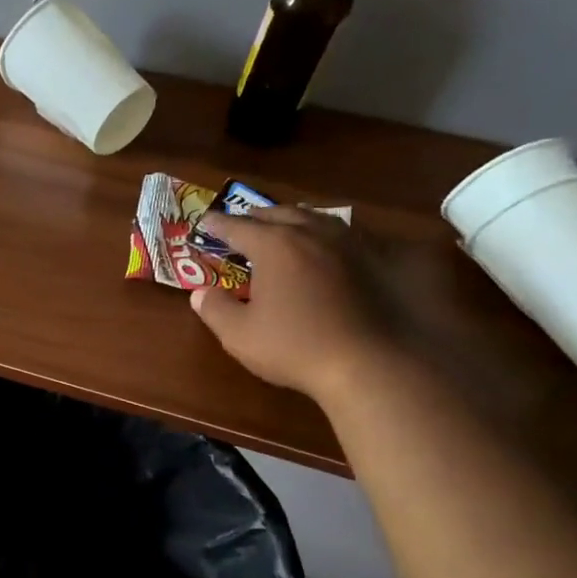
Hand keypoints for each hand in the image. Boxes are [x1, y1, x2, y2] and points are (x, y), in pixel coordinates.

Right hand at [190, 208, 402, 400]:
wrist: (368, 364)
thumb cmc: (295, 347)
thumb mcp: (239, 335)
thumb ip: (215, 310)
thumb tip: (200, 293)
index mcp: (275, 246)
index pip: (238, 227)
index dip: (218, 224)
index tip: (205, 222)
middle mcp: (312, 233)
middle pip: (279, 214)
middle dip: (257, 217)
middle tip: (243, 224)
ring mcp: (349, 243)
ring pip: (316, 218)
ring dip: (294, 219)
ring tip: (284, 227)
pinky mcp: (376, 259)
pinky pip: (346, 234)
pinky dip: (327, 234)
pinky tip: (327, 247)